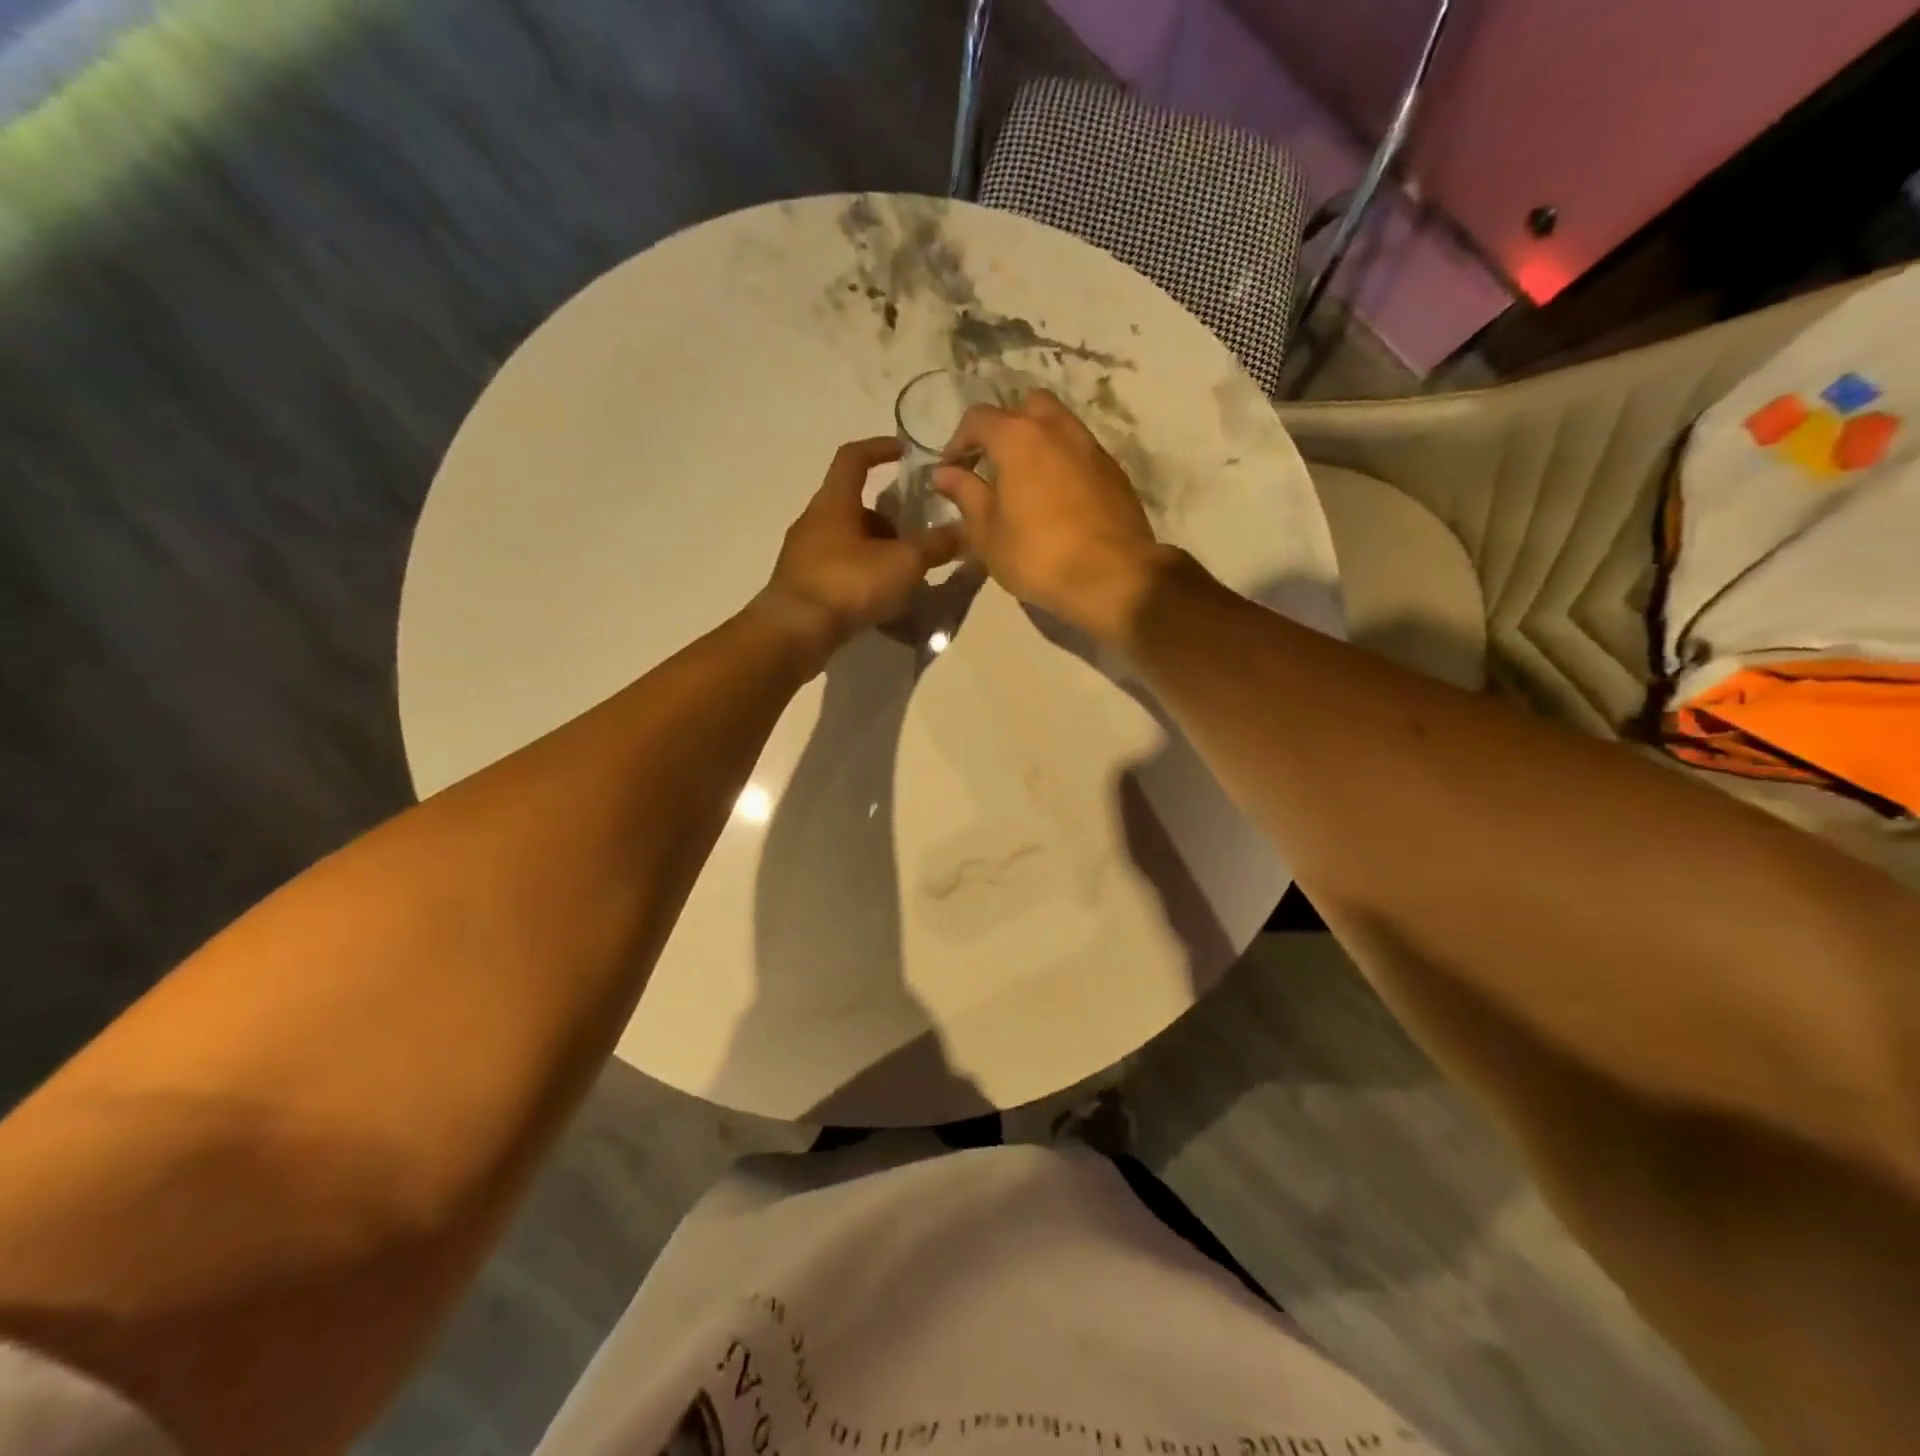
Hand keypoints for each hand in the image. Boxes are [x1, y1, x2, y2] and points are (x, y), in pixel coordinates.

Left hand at [757, 438, 964, 657]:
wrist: (795, 632)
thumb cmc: (849, 583)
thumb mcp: (903, 563)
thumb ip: (935, 546)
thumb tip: (965, 531)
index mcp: (834, 502)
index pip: (853, 458)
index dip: (879, 448)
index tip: (905, 452)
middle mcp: (814, 522)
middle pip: (854, 506)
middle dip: (888, 519)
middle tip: (915, 538)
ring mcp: (804, 555)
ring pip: (847, 541)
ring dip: (876, 550)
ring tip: (903, 575)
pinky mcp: (803, 586)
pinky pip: (838, 570)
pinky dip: (861, 576)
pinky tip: (880, 600)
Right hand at [933, 391, 1177, 645]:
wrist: (1115, 577)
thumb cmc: (1039, 555)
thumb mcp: (988, 533)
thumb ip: (966, 495)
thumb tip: (944, 474)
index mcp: (1018, 437)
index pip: (978, 418)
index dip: (958, 441)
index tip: (952, 471)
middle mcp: (1057, 428)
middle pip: (1026, 407)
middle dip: (1005, 427)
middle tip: (993, 465)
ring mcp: (1091, 447)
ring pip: (1058, 425)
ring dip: (1037, 443)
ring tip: (1024, 483)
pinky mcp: (1115, 471)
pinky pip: (1080, 452)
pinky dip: (1062, 463)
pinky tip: (1056, 499)